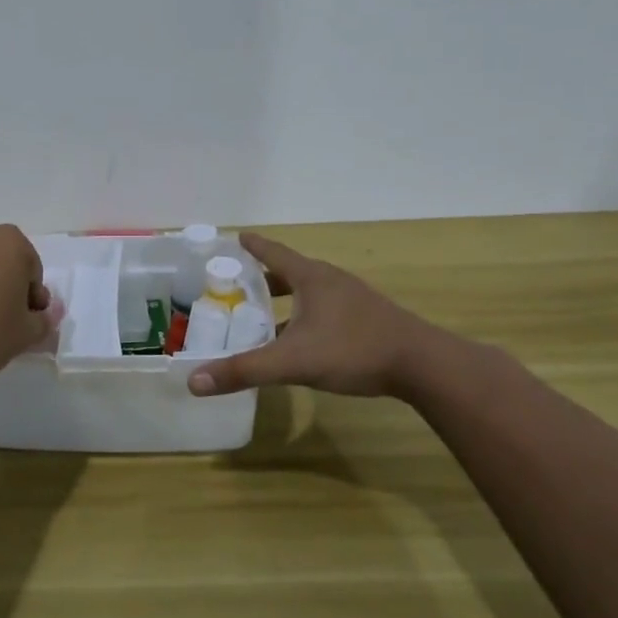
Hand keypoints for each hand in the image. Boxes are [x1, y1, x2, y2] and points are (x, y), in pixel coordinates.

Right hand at [186, 232, 466, 402]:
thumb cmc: (354, 350)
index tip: (236, 236)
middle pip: (291, 272)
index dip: (253, 246)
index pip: (273, 253)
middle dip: (264, 276)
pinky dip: (306, 316)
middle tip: (238, 284)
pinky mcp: (368, 319)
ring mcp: (353, 300)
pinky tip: (302, 340)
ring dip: (286, 298)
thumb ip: (244, 371)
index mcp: (312, 278)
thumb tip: (194, 382)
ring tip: (264, 314)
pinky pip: (326, 310)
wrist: (423, 365)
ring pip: (310, 292)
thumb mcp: (292, 361)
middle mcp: (331, 281)